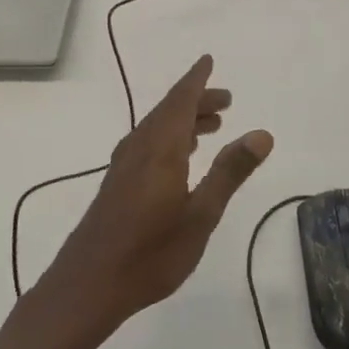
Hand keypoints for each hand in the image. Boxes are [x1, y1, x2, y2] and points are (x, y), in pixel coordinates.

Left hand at [42, 55, 273, 341]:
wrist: (87, 287)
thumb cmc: (150, 253)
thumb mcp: (201, 215)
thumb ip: (230, 172)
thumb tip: (262, 133)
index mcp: (160, 148)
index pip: (181, 100)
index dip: (197, 80)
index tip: (208, 61)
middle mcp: (139, 149)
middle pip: (169, 111)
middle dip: (197, 101)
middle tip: (226, 101)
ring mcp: (124, 167)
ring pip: (157, 128)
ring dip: (184, 120)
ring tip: (212, 127)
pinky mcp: (116, 185)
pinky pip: (147, 144)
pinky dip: (169, 138)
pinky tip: (179, 158)